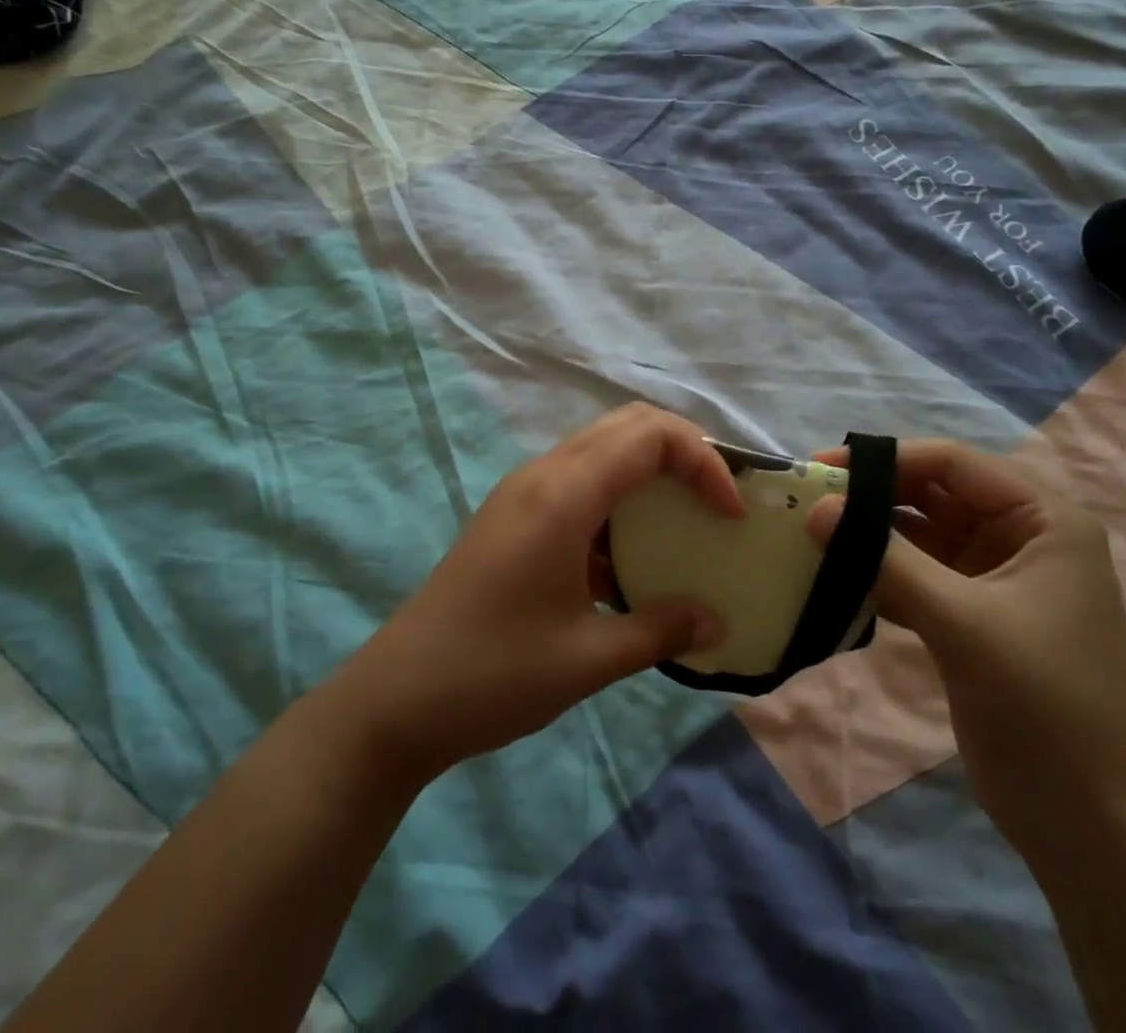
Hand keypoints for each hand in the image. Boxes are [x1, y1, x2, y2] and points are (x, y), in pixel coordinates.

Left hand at [333, 405, 736, 783]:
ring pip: (601, 448)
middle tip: (715, 500)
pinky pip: (578, 481)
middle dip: (682, 451)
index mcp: (564, 495)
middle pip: (627, 425)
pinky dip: (617, 498)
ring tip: (682, 521)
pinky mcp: (512, 515)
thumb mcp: (589, 658)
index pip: (650, 436)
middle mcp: (543, 475)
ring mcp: (523, 492)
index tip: (729, 512)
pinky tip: (627, 558)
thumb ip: (661, 630)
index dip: (703, 460)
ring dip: (648, 471)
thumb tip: (717, 621)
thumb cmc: (494, 674)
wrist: (395, 700)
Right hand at [809, 440, 1125, 867]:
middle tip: (810, 501)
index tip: (824, 468)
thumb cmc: (1043, 706)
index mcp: (1044, 521)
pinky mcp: (970, 617)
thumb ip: (887, 559)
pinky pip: (915, 576)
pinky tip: (835, 579)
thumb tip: (816, 508)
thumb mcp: (964, 622)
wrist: (1089, 828)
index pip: (954, 463)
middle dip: (874, 496)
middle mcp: (1020, 538)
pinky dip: (878, 575)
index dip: (889, 459)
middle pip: (934, 494)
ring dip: (870, 536)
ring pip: (919, 536)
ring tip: (811, 536)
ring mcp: (994, 579)